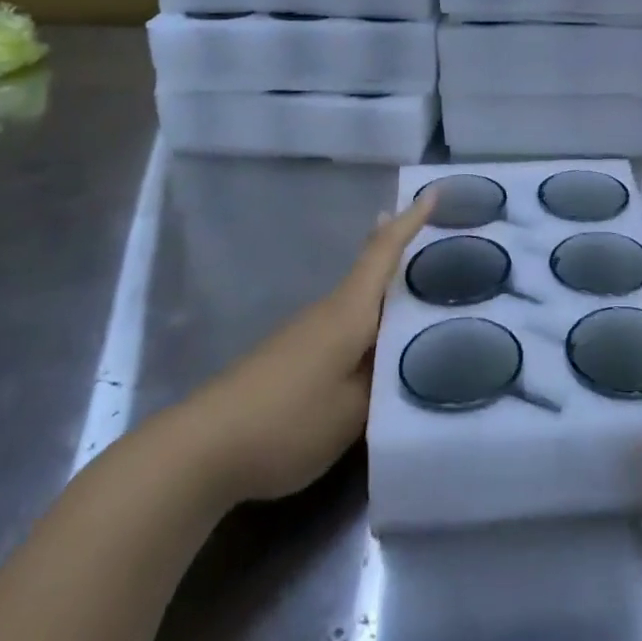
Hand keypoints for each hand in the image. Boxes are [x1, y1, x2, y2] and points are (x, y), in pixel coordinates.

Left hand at [184, 193, 434, 501]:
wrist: (201, 449)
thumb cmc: (288, 420)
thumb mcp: (353, 411)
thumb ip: (384, 382)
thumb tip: (403, 358)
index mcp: (349, 313)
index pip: (383, 254)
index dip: (409, 222)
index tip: (433, 191)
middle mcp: (328, 312)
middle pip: (371, 271)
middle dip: (402, 251)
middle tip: (440, 241)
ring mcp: (305, 333)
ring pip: (358, 302)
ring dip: (387, 293)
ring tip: (423, 299)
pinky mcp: (291, 357)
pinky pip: (343, 326)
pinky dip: (368, 323)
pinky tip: (378, 348)